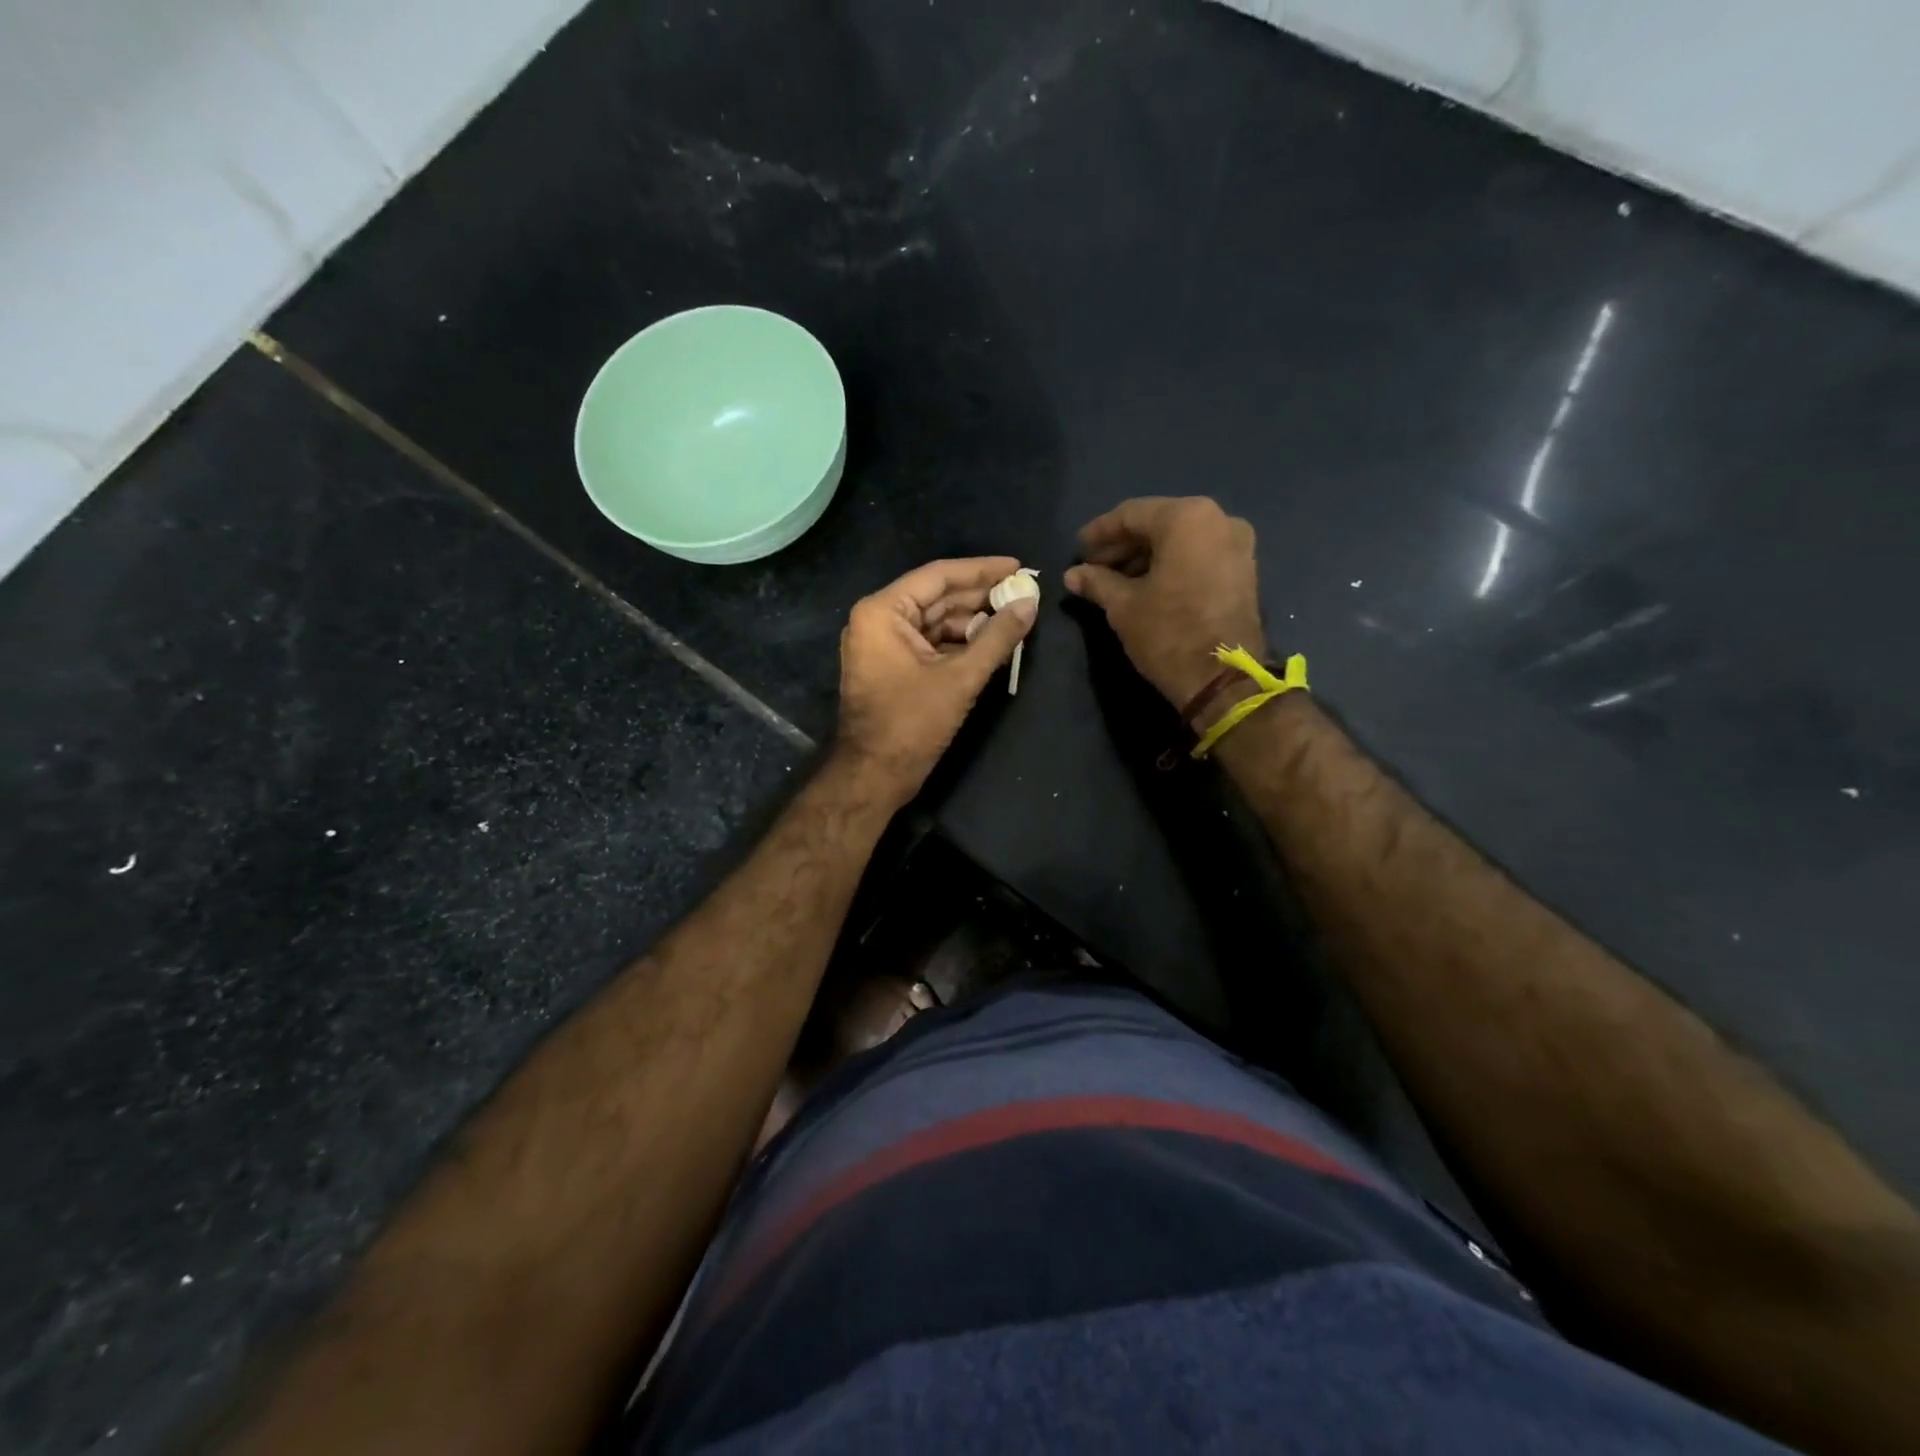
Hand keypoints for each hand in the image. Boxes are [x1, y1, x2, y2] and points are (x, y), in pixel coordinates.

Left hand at [834, 556, 1037, 804]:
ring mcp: (882, 644)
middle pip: (937, 597)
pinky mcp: (891, 666)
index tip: (1018, 566)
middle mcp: (878, 620)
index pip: (938, 576)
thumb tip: (1030, 604)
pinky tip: (991, 642)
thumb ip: (997, 637)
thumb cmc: (911, 723)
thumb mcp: (960, 678)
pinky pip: (929, 643)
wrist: (873, 776)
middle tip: (1023, 593)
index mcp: (883, 612)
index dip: (981, 570)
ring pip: (935, 621)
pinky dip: (958, 643)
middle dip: (980, 597)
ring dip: (972, 621)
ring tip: (1014, 618)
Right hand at [1064, 497, 1264, 707]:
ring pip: (1179, 541)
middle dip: (1123, 545)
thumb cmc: (1168, 633)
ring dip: (1145, 557)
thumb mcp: (1123, 606)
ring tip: (1114, 581)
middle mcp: (1218, 520)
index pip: (1131, 514)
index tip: (1077, 549)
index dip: (1099, 532)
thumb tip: (1072, 575)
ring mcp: (1237, 544)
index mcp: (1186, 518)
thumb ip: (1097, 582)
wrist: (1223, 678)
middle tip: (1093, 567)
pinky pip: (1198, 556)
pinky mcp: (1244, 571)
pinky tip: (1145, 586)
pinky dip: (1171, 565)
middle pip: (1158, 524)